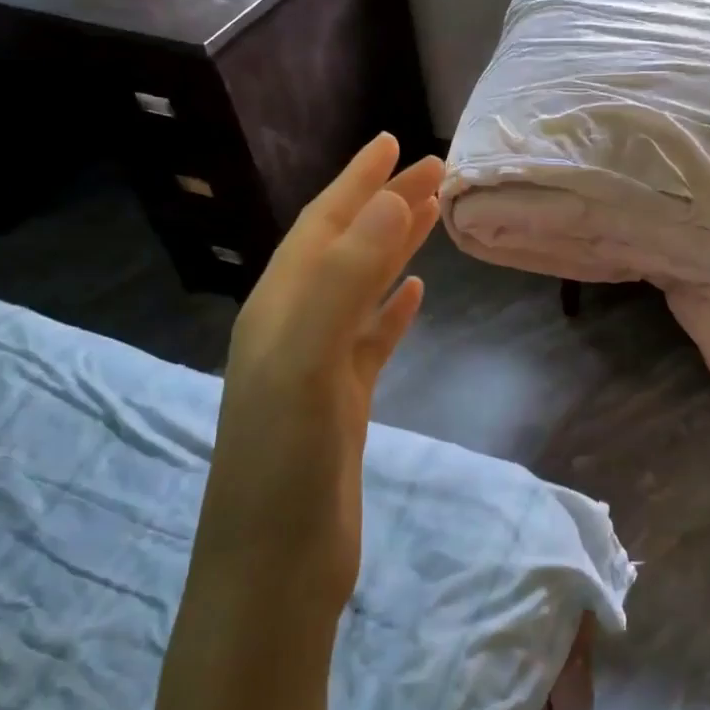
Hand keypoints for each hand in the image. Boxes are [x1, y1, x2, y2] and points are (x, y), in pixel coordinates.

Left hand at [192, 133, 441, 617]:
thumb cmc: (285, 463)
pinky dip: (391, 309)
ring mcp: (317, 367)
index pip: (322, 226)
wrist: (275, 566)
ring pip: (360, 289)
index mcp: (278, 309)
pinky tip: (414, 294)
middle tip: (433, 170)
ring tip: (429, 217)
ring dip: (392, 248)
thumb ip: (342, 279)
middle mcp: (292, 327)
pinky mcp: (342, 402)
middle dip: (385, 205)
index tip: (394, 143)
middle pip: (344, 249)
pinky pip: (370, 338)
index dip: (357, 182)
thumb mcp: (307, 361)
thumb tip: (389, 202)